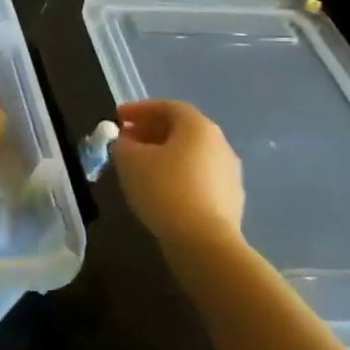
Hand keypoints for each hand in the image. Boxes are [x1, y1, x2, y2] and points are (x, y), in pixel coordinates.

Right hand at [111, 99, 245, 252]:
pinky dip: (178, 175)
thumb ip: (123, 143)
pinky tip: (160, 189)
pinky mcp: (231, 200)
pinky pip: (199, 177)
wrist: (205, 242)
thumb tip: (127, 142)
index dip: (140, 109)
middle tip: (127, 140)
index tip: (117, 118)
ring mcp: (230, 173)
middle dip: (151, 131)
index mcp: (198, 127)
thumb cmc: (164, 189)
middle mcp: (220, 144)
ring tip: (140, 166)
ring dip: (165, 154)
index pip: (168, 107)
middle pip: (182, 129)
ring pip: (191, 154)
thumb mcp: (129, 160)